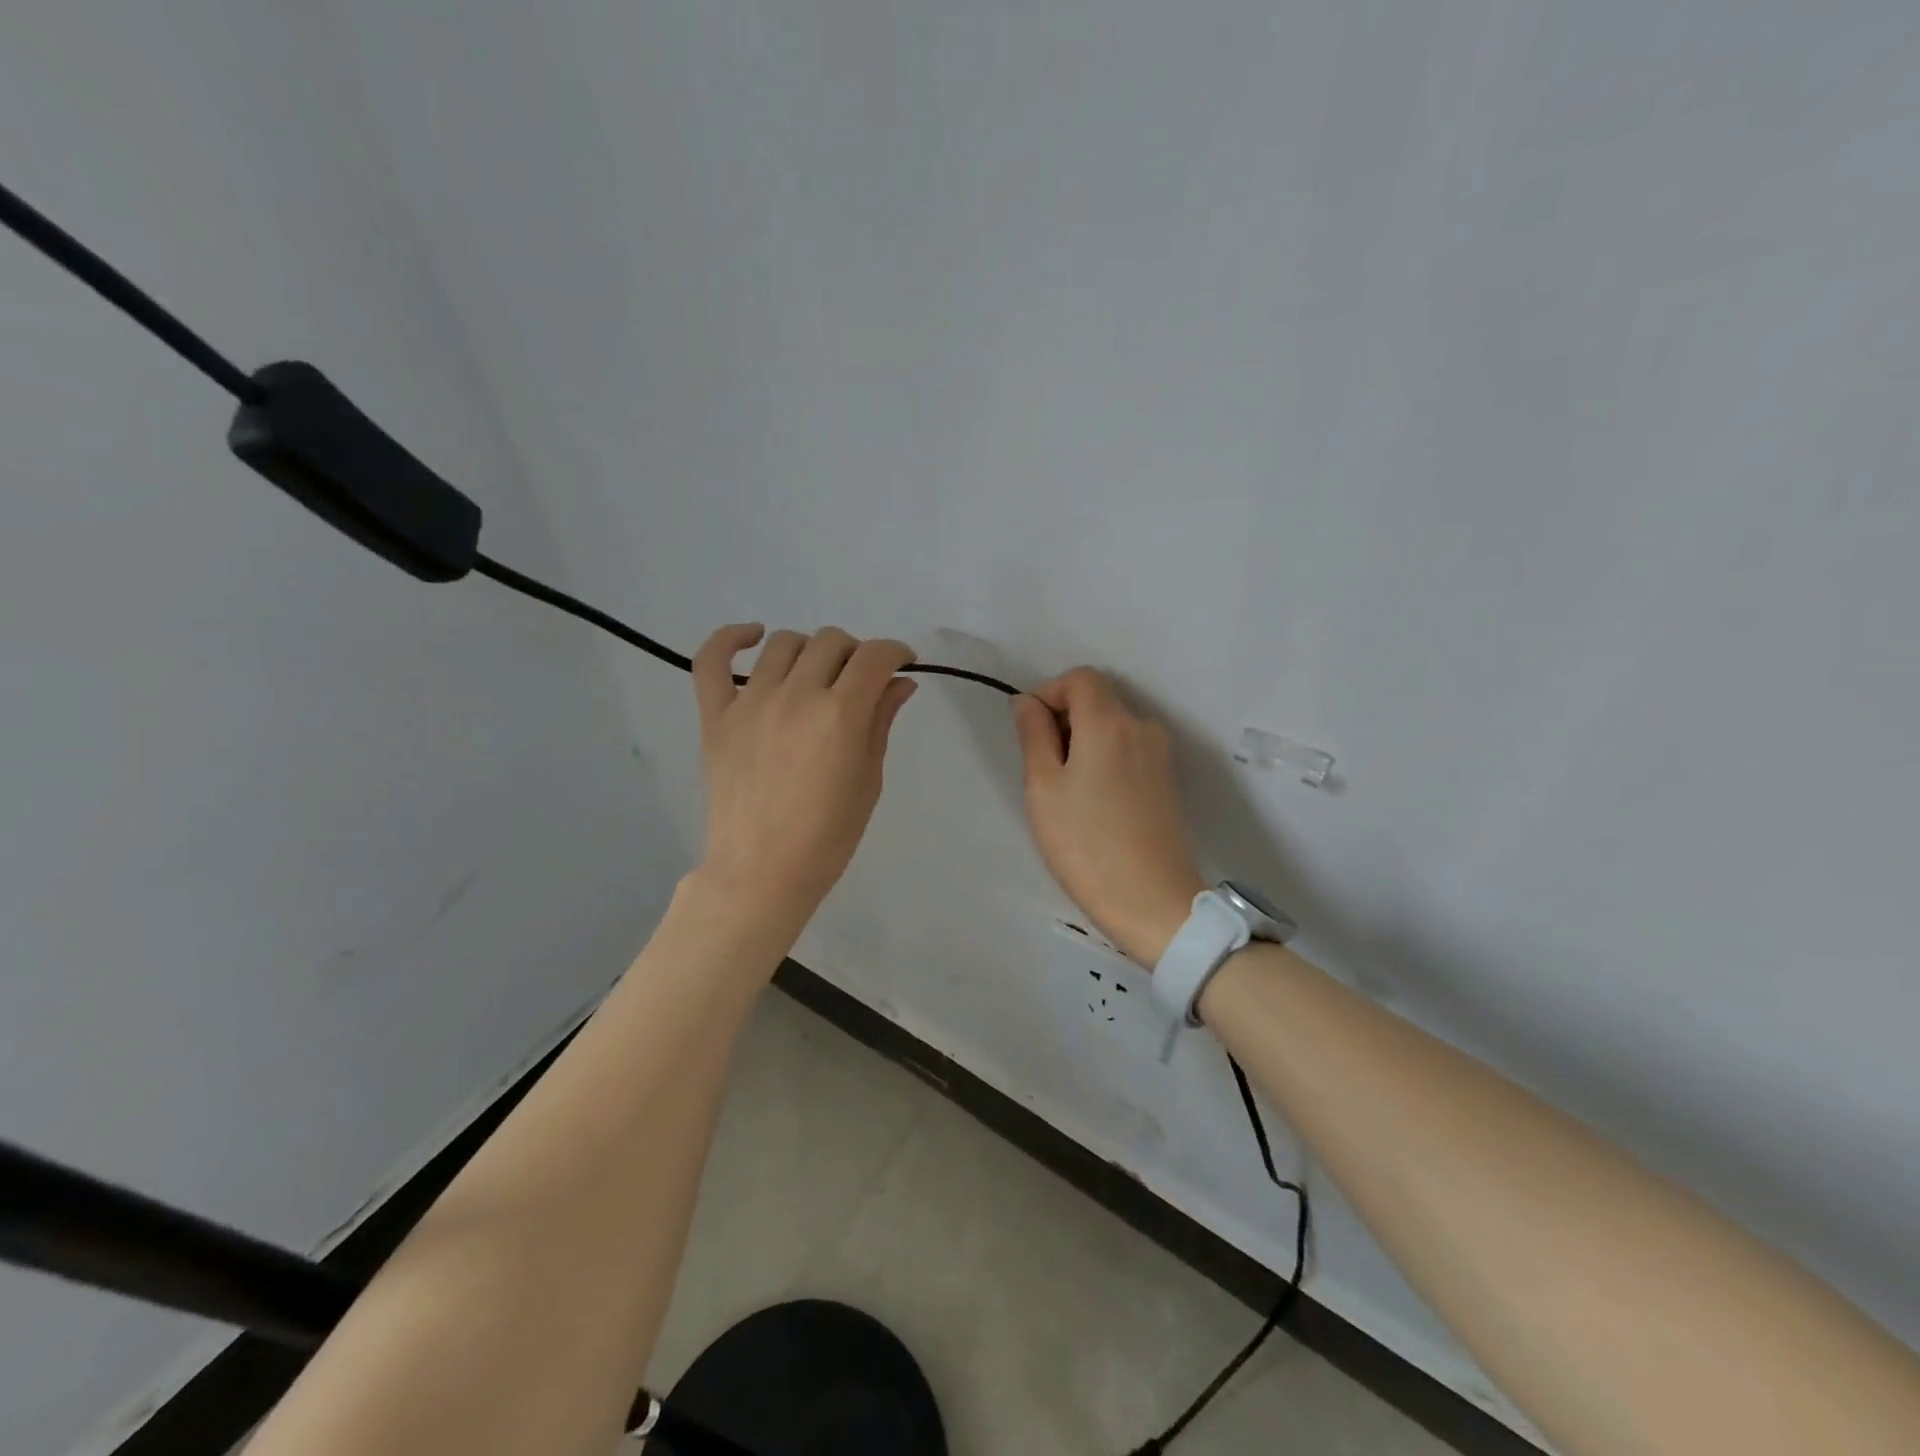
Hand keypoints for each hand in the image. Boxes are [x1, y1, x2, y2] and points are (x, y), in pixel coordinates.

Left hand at [693, 624, 917, 920]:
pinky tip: (753, 637)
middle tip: (860, 681)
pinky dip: (731, 638)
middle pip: (832, 642)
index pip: (875, 656)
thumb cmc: (828, 836)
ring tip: (815, 674)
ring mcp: (750, 702)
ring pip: (784, 643)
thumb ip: (881, 722)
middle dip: (856, 653)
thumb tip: (899, 683)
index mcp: (840, 715)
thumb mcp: (868, 780)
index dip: (896, 652)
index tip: (902, 664)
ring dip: (810, 650)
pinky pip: (712, 660)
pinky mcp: (716, 716)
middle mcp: (796, 696)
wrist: (762, 872)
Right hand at [1011, 668, 1206, 965]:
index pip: (1079, 678)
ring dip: (1084, 742)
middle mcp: (1142, 727)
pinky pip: (1128, 750)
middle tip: (1043, 770)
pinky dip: (1105, 759)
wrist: (1151, 901)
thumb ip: (1034, 734)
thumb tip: (1028, 701)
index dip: (1049, 694)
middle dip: (1064, 720)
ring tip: (1068, 793)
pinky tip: (1094, 804)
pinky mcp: (1167, 780)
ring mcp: (1160, 754)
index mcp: (1110, 722)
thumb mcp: (1043, 787)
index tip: (1031, 733)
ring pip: (1113, 727)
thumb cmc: (1085, 843)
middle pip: (1098, 700)